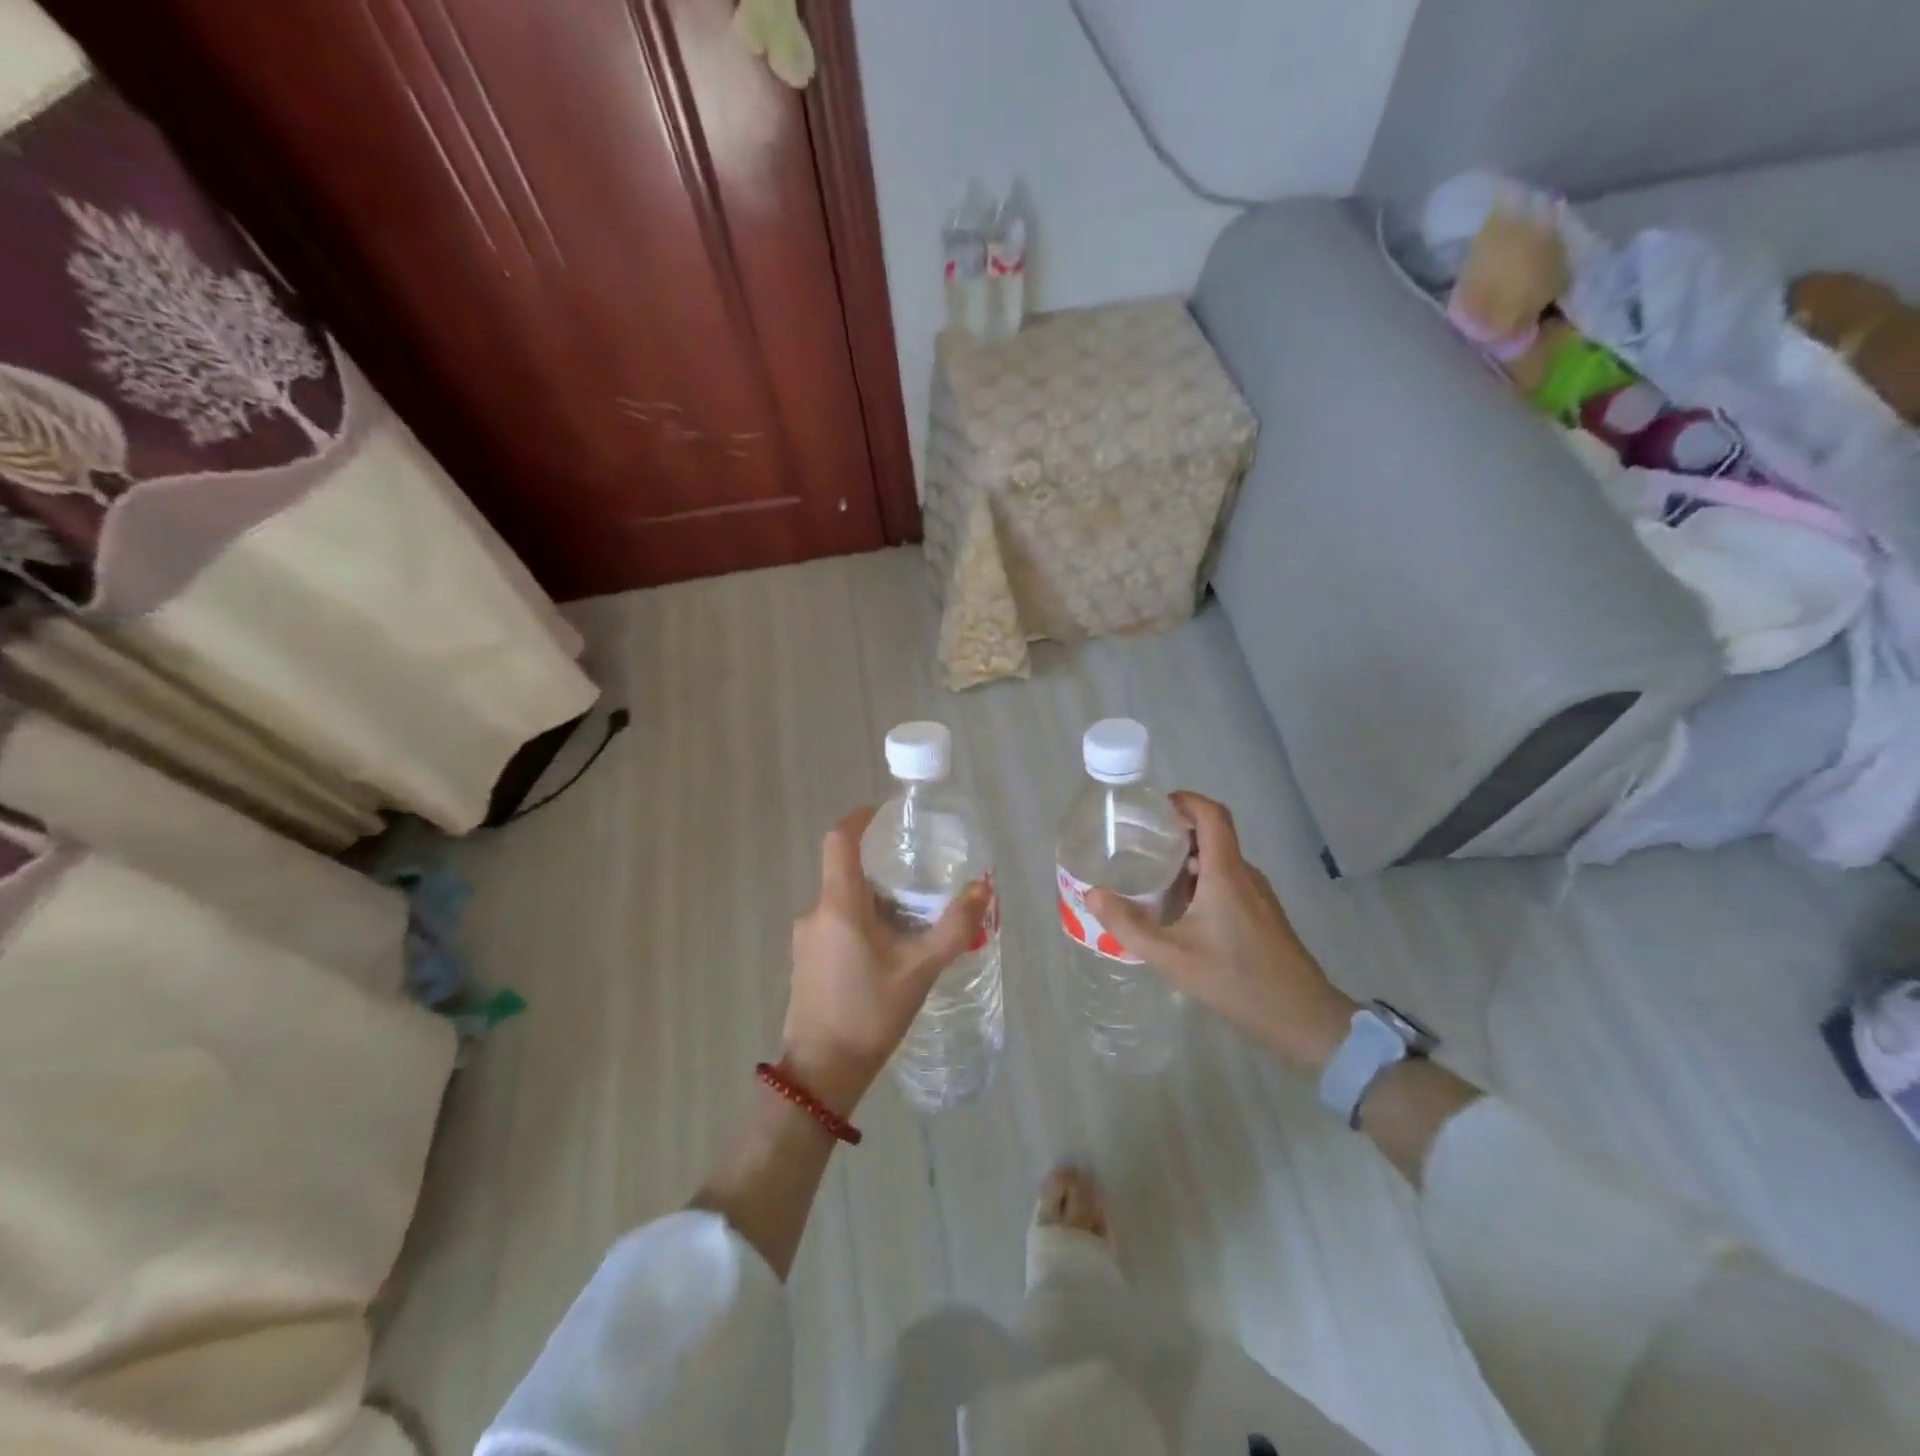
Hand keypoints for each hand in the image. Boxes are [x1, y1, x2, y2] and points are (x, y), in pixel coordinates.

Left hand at [783, 806, 990, 1117]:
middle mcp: (815, 914)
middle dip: (882, 872)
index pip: (839, 841)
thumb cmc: (870, 1014)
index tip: (882, 813)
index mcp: (838, 905)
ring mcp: (805, 939)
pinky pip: (835, 926)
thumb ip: (954, 927)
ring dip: (874, 903)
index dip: (859, 819)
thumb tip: (983, 889)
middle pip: (846, 874)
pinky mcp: (805, 962)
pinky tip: (888, 954)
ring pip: (842, 903)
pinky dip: (862, 925)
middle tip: (920, 883)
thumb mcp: (920, 970)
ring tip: (911, 923)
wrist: (822, 1073)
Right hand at [1087, 793, 1356, 1075]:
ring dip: (1185, 862)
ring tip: (1150, 879)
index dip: (1184, 801)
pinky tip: (1178, 913)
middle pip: (1211, 835)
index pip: (1211, 814)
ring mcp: (1257, 895)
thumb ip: (1129, 925)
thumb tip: (1091, 894)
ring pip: (1218, 861)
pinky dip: (1200, 883)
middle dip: (1174, 833)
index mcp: (1226, 873)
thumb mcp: (1172, 957)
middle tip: (1136, 845)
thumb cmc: (1237, 980)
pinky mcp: (1262, 915)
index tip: (1152, 809)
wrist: (1303, 1018)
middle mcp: (1244, 875)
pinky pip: (1227, 882)